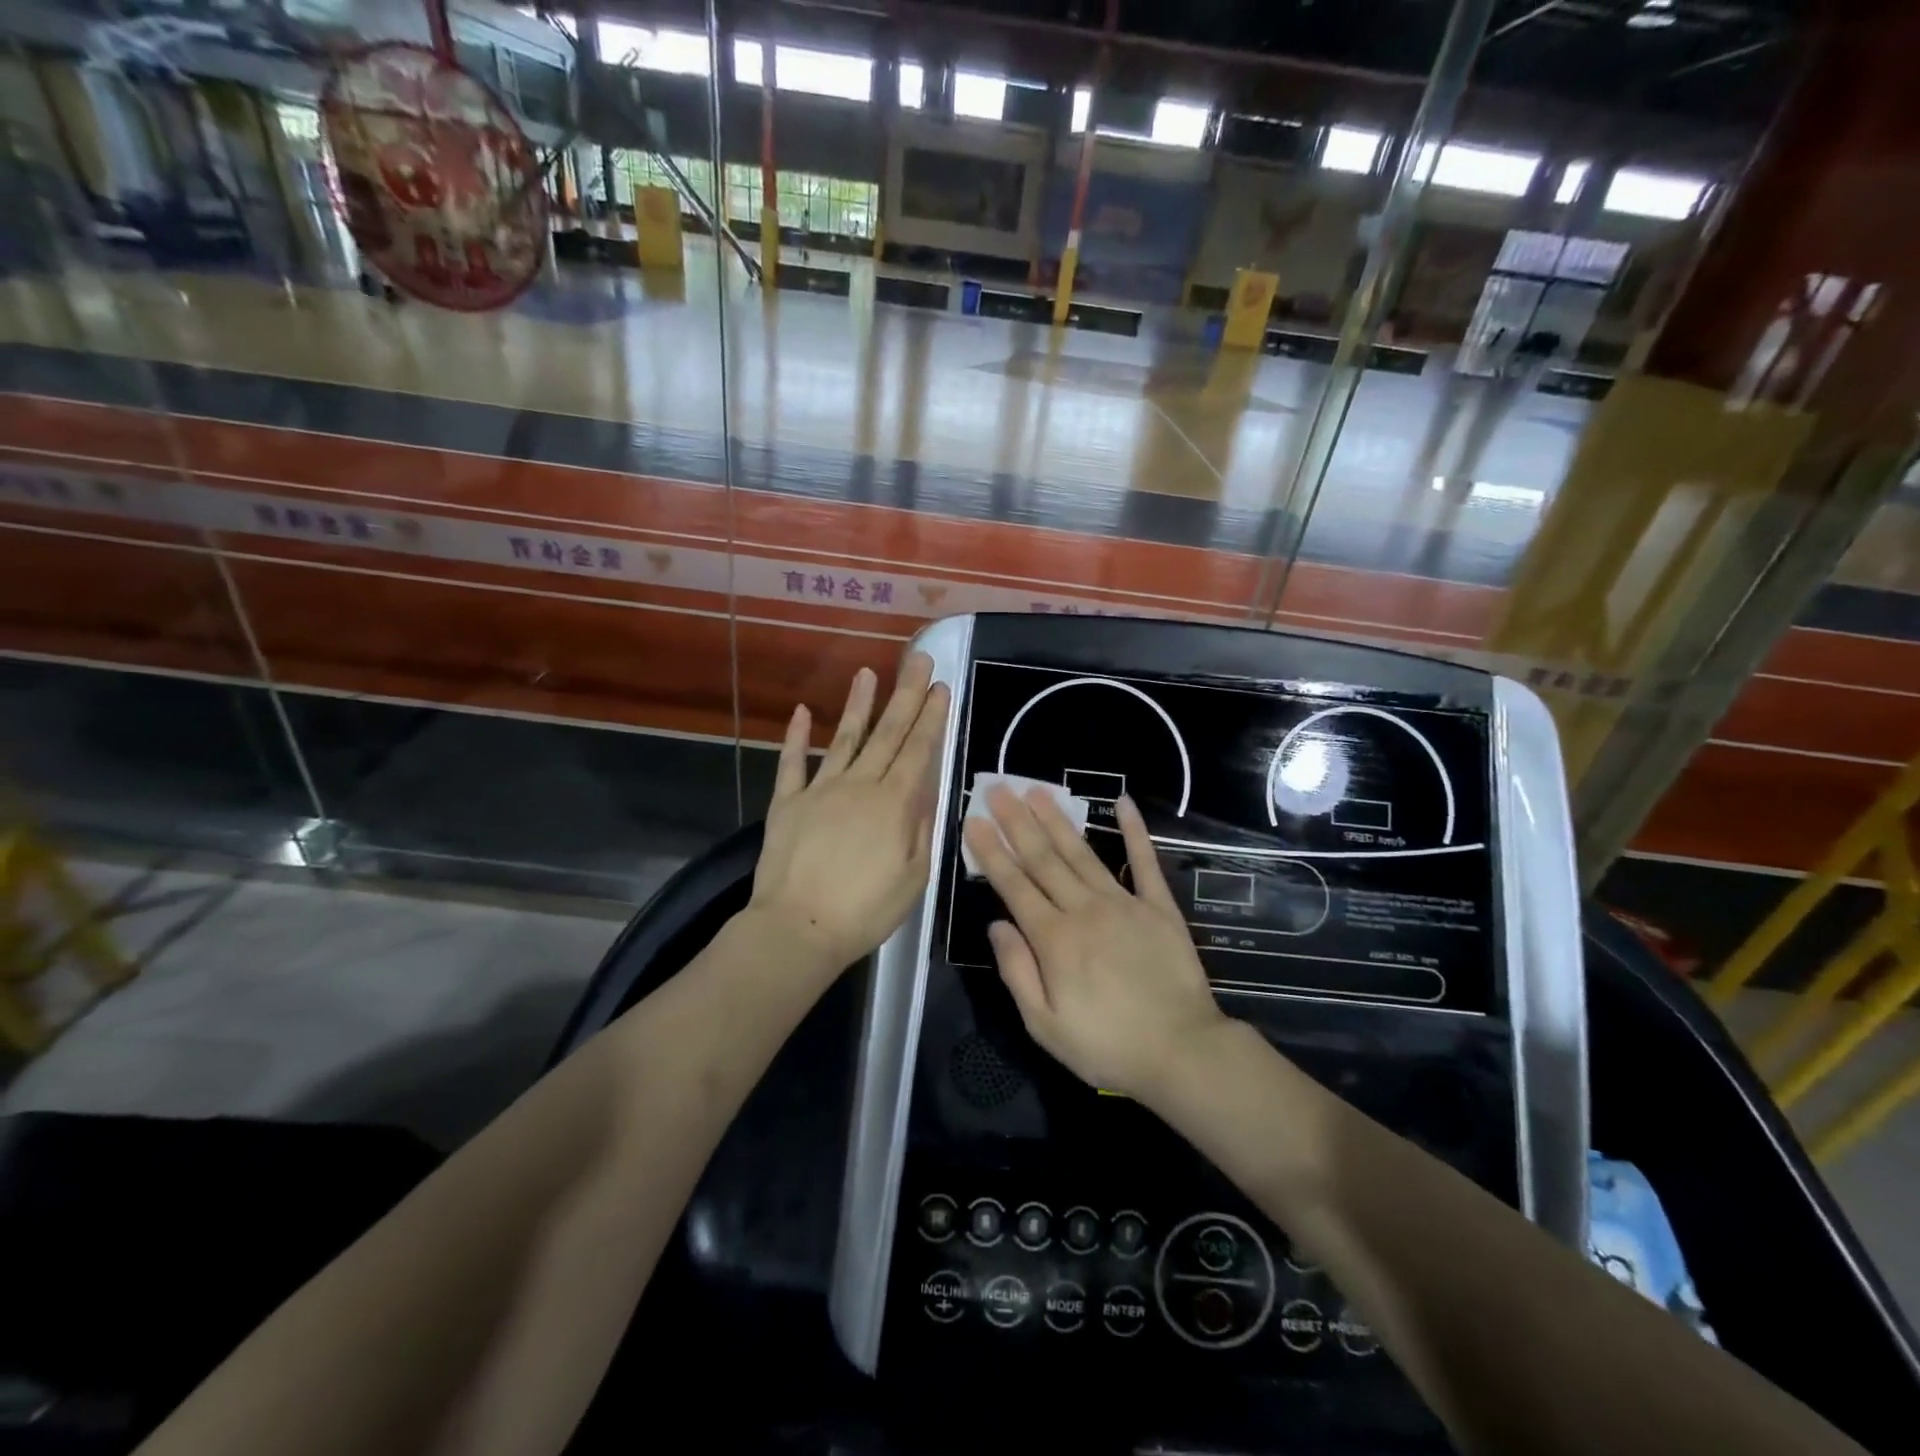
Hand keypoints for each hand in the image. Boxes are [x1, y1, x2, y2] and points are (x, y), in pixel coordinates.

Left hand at [747, 652, 949, 980]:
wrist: (797, 930)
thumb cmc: (865, 912)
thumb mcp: (914, 877)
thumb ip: (922, 828)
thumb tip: (926, 788)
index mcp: (893, 804)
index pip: (918, 750)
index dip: (931, 717)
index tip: (941, 687)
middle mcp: (859, 785)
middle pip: (887, 733)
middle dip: (906, 695)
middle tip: (918, 661)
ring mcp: (819, 790)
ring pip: (844, 738)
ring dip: (858, 704)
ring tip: (869, 672)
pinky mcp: (787, 802)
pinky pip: (792, 763)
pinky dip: (797, 737)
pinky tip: (804, 711)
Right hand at [963, 786, 1226, 1102]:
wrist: (1181, 1052)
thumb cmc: (1107, 1046)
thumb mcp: (1045, 1025)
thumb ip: (1017, 971)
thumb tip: (996, 925)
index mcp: (1054, 939)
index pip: (1014, 885)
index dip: (991, 851)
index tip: (974, 820)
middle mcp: (1084, 910)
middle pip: (1044, 859)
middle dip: (1017, 822)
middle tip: (998, 788)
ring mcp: (1124, 904)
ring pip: (1082, 854)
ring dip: (1058, 820)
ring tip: (1038, 791)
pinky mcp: (1159, 907)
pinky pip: (1144, 862)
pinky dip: (1134, 831)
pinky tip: (1124, 803)